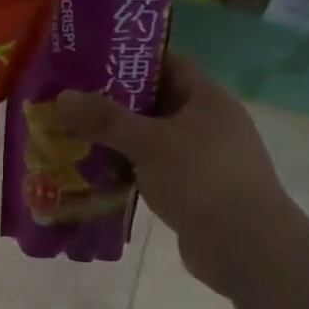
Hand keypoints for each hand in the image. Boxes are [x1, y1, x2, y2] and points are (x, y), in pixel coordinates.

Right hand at [53, 58, 297, 295]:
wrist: (246, 247)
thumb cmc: (201, 179)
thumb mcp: (149, 143)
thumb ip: (105, 120)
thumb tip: (62, 98)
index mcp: (209, 100)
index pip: (170, 64)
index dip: (134, 61)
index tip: (94, 65)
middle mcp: (211, 124)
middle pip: (158, 103)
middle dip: (117, 104)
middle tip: (75, 104)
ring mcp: (206, 160)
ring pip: (155, 140)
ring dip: (120, 142)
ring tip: (77, 139)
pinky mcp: (197, 192)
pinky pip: (156, 171)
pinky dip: (130, 171)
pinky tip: (99, 177)